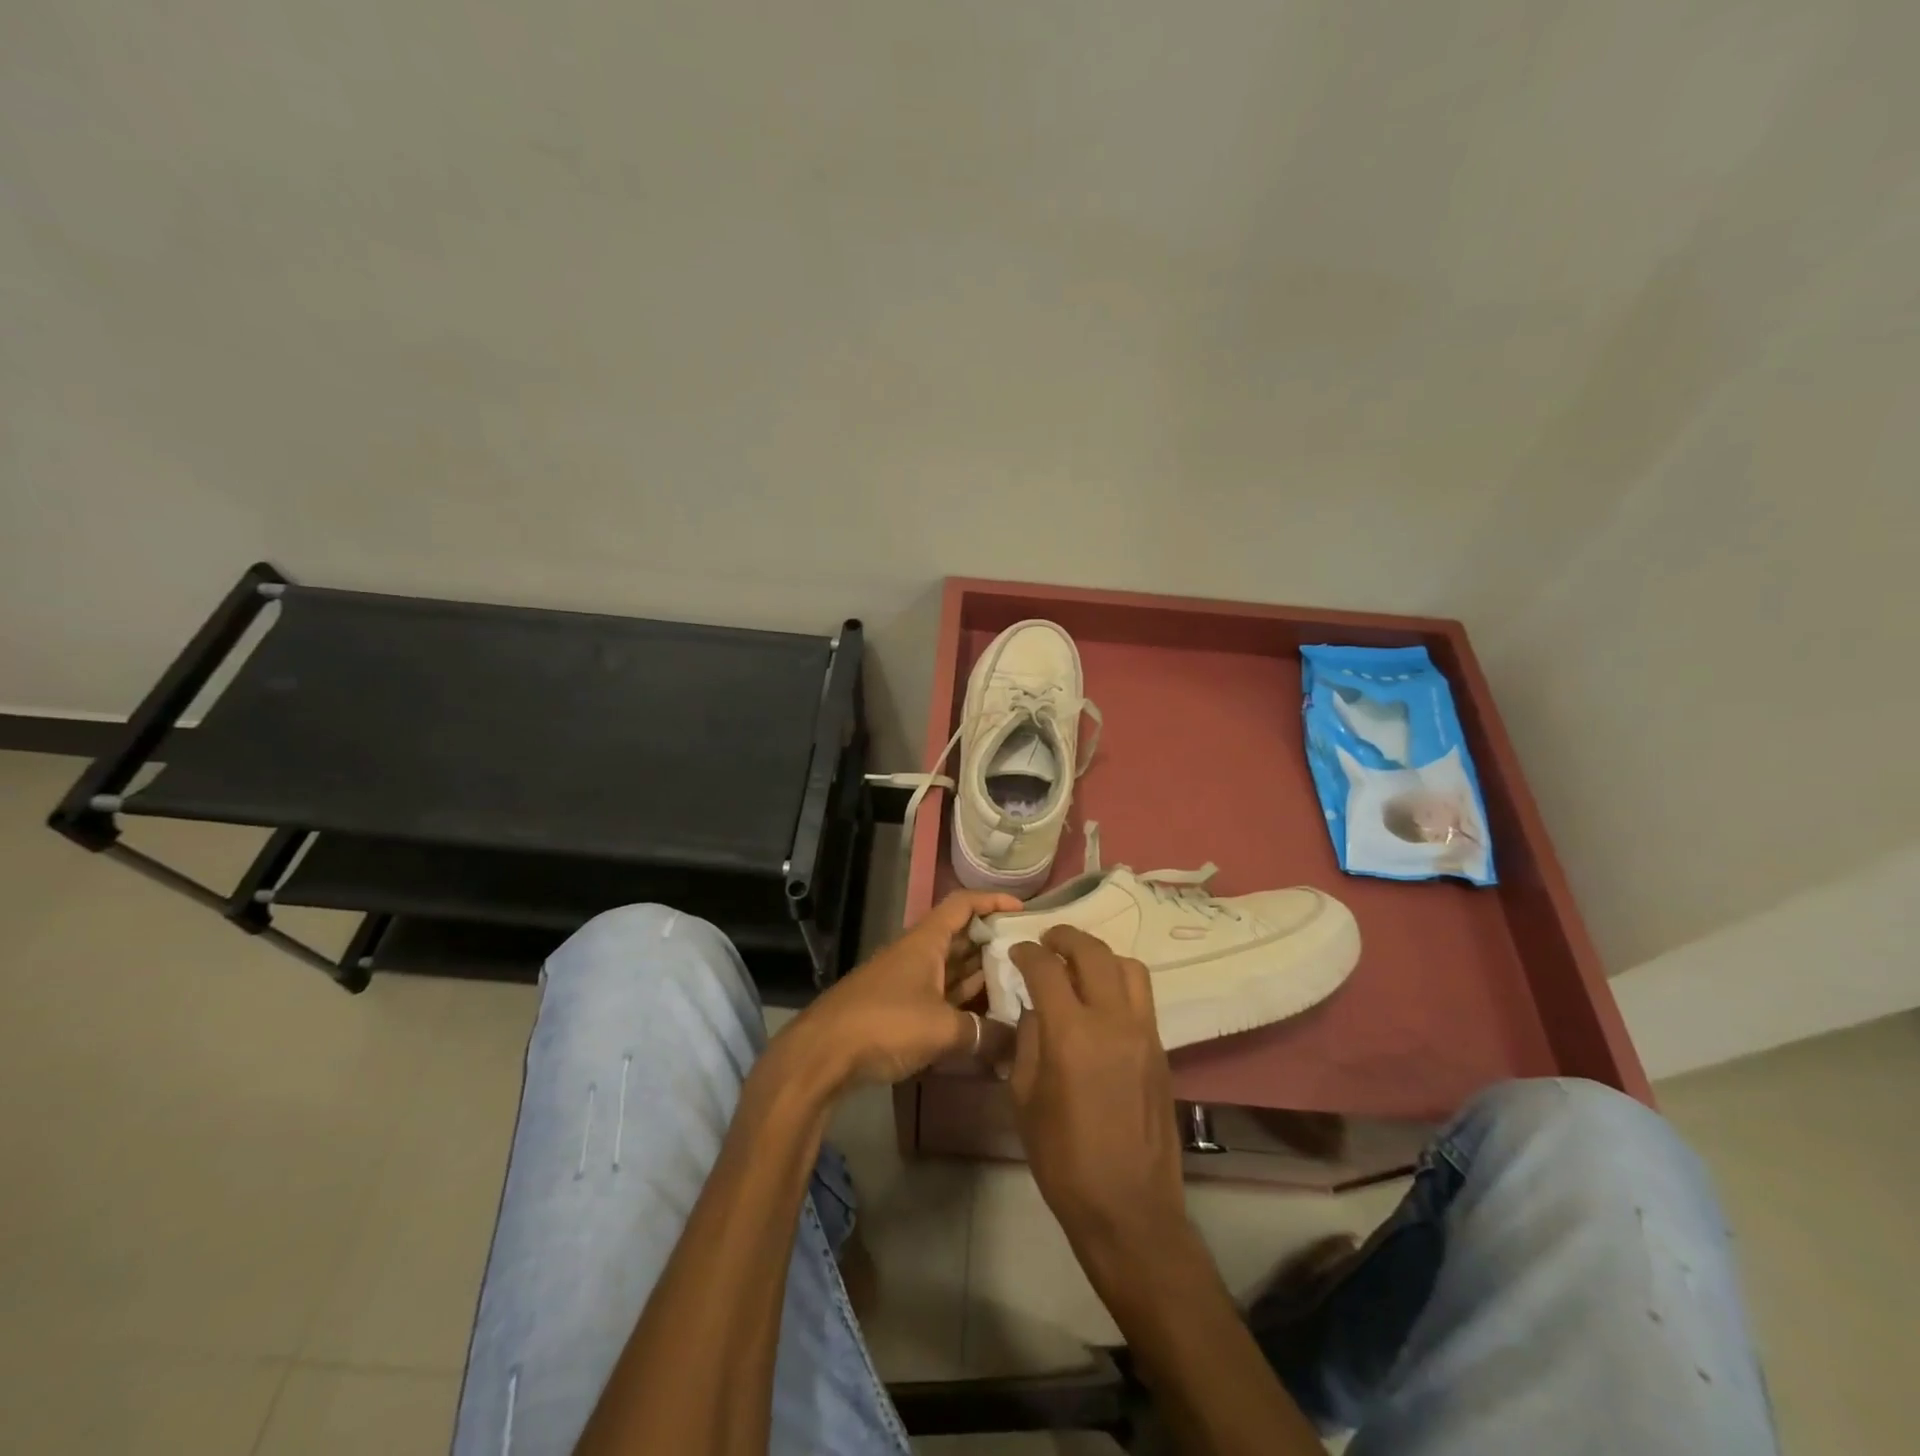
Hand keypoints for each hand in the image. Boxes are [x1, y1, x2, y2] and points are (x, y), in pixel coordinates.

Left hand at [785, 889, 1019, 1087]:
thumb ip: (983, 1034)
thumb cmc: (885, 1023)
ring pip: (950, 969)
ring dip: (979, 975)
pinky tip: (984, 1019)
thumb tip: (1016, 1046)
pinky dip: (962, 1002)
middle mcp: (916, 953)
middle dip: (993, 942)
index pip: (962, 904)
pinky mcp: (897, 1009)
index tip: (1023, 910)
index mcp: (926, 941)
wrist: (822, 1055)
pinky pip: (939, 996)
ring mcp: (905, 981)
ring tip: (1017, 985)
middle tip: (1029, 956)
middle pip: (960, 937)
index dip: (993, 901)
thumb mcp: (942, 1029)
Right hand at [1007, 927, 1189, 1278]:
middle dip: (1066, 937)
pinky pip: (1142, 995)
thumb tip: (1035, 1008)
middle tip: (1048, 942)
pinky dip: (1120, 981)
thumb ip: (1028, 1041)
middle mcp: (1113, 1020)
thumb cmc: (1063, 1158)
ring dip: (1100, 955)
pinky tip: (1102, 1000)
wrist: (1129, 1207)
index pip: (1047, 968)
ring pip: (1128, 966)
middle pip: (1093, 952)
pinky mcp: (1162, 1048)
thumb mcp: (1025, 1098)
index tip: (1017, 952)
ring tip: (1079, 965)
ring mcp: (1144, 1032)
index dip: (1028, 953)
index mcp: (1072, 1033)